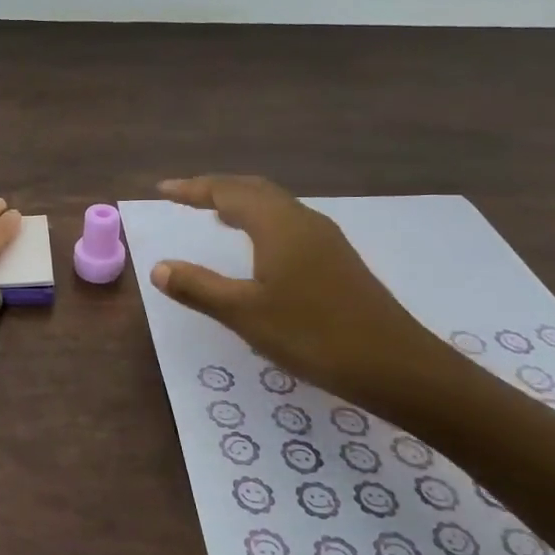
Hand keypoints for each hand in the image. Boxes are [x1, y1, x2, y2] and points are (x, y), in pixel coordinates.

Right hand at [149, 176, 466, 413]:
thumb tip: (158, 267)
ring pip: (274, 205)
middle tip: (185, 196)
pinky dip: (261, 220)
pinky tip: (258, 246)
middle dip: (217, 188)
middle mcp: (302, 220)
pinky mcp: (337, 259)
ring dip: (241, 202)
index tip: (162, 188)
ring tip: (215, 214)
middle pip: (253, 189)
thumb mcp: (245, 314)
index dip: (192, 189)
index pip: (227, 192)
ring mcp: (325, 239)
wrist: (396, 366)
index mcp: (277, 225)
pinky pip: (288, 222)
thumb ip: (198, 287)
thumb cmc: (313, 335)